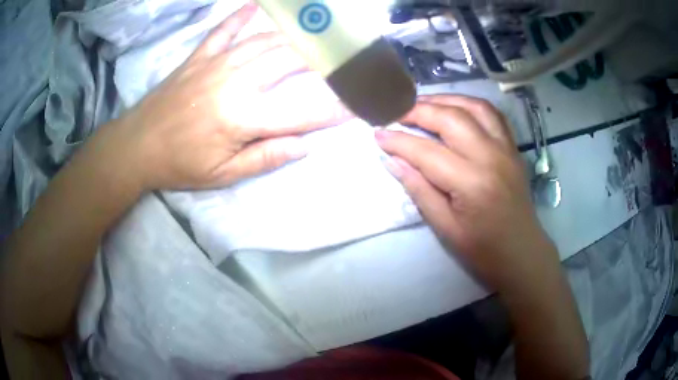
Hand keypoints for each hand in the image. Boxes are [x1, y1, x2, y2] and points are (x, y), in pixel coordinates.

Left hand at [114, 3, 348, 189]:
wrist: (137, 146)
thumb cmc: (180, 164)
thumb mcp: (222, 174)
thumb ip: (264, 158)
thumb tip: (303, 147)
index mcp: (242, 119)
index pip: (300, 112)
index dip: (332, 109)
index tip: (357, 103)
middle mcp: (235, 83)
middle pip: (288, 62)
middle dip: (321, 58)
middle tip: (342, 56)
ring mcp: (216, 65)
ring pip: (264, 41)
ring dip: (293, 36)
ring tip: (315, 33)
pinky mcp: (199, 57)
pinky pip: (223, 31)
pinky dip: (240, 17)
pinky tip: (255, 5)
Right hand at [375, 95, 555, 290]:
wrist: (522, 252)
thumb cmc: (483, 249)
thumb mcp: (445, 227)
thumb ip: (419, 190)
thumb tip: (393, 161)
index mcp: (471, 182)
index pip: (426, 151)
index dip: (398, 141)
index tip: (377, 133)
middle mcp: (490, 156)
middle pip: (450, 118)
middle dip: (418, 110)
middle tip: (396, 113)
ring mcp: (506, 148)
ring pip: (473, 106)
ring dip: (444, 99)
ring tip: (422, 104)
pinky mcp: (513, 147)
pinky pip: (492, 114)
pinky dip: (470, 104)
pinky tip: (455, 108)